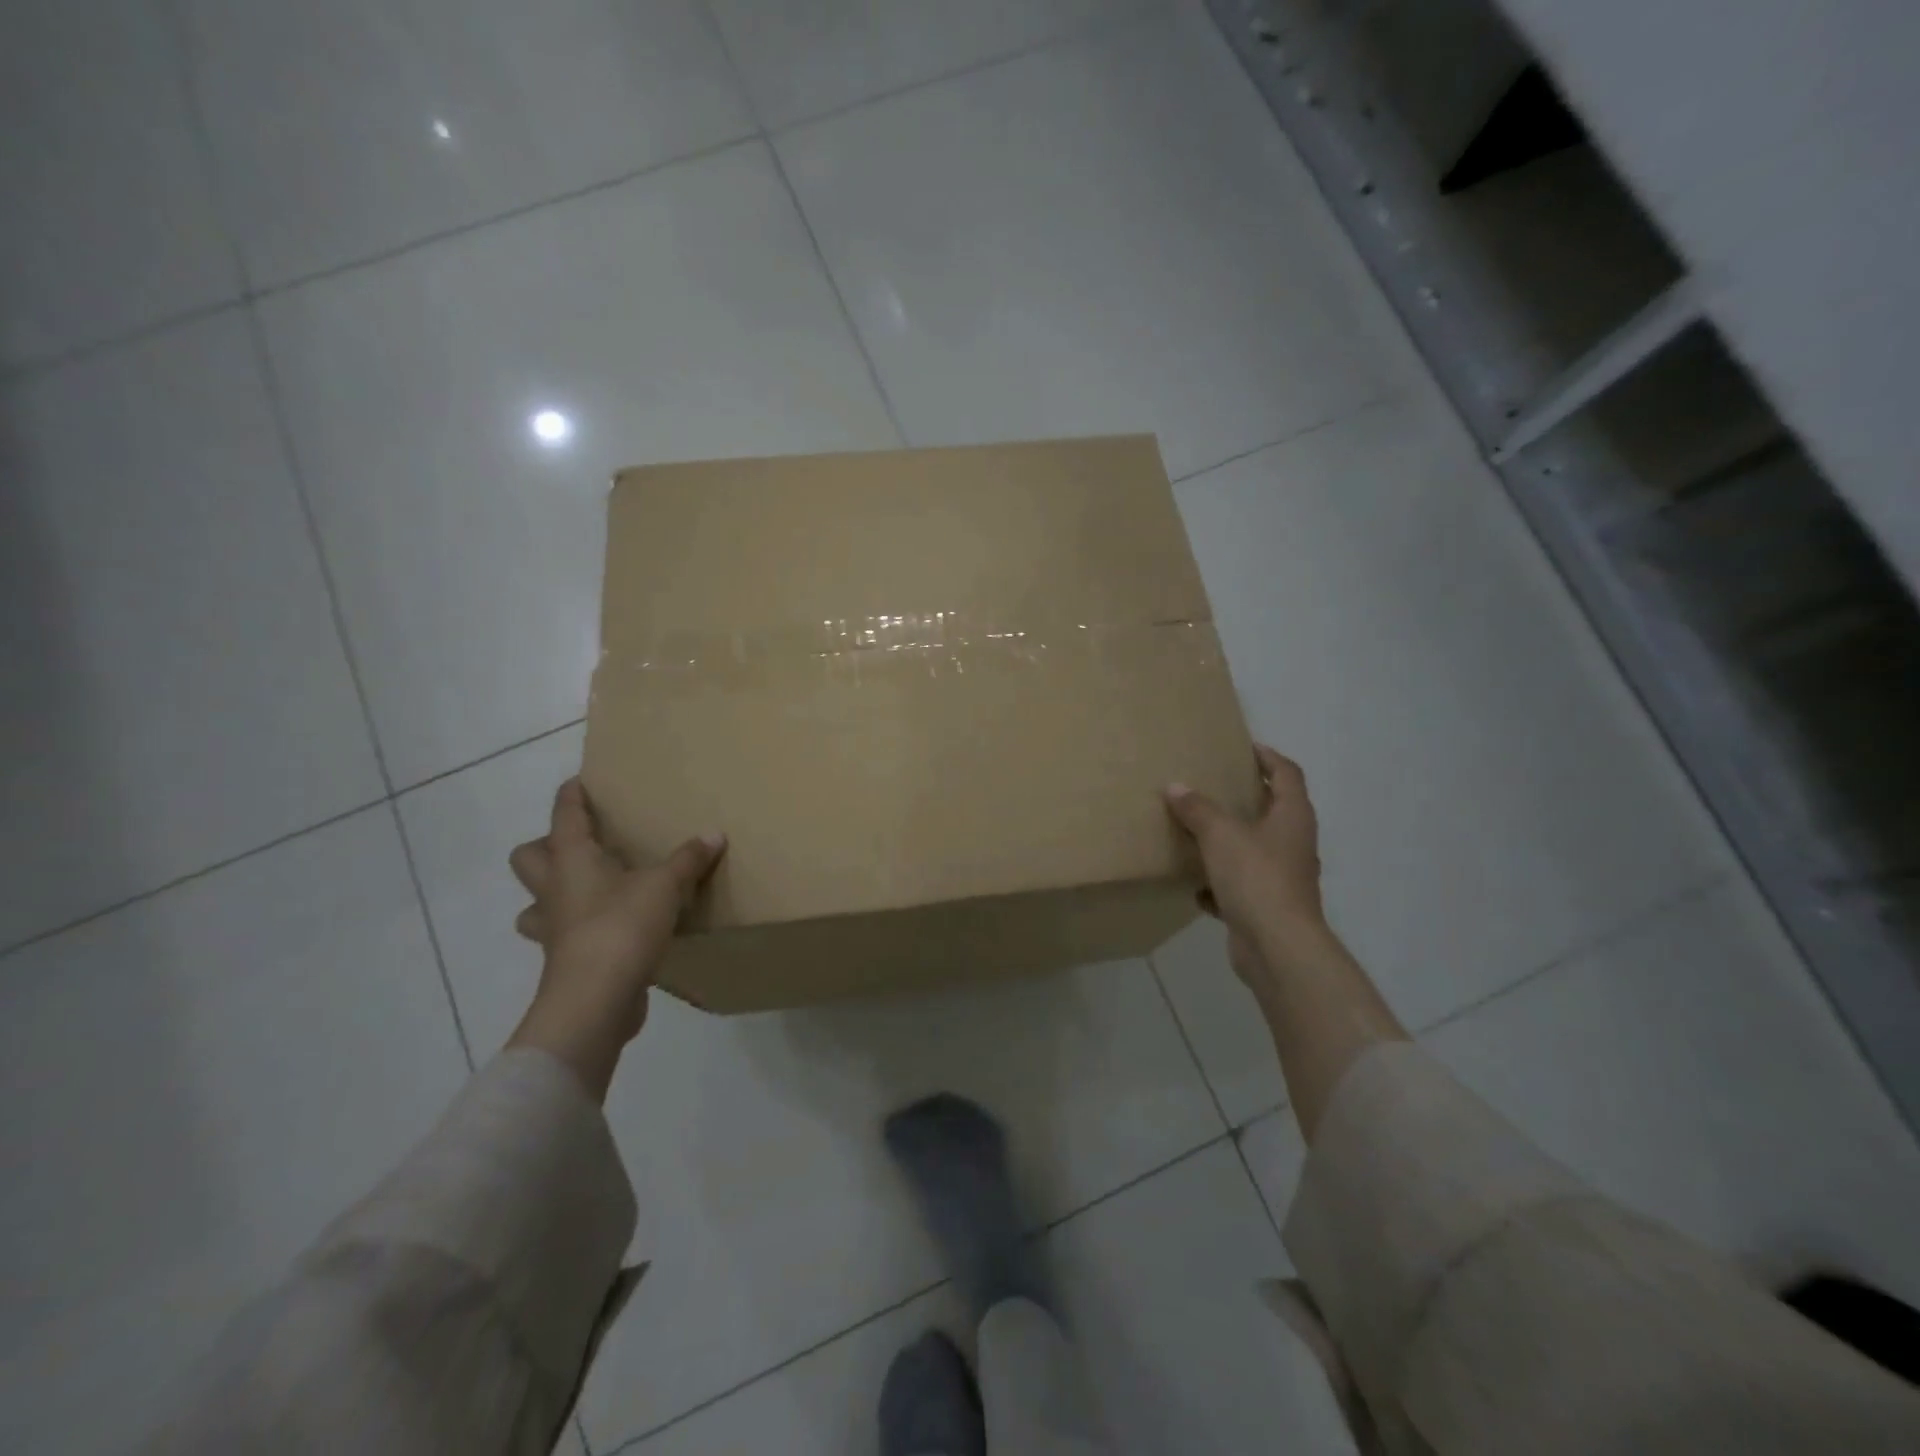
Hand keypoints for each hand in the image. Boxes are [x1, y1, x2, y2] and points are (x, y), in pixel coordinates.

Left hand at [505, 778, 723, 1094]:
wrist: (595, 1000)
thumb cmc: (622, 927)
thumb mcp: (665, 885)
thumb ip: (688, 859)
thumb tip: (714, 834)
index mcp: (571, 860)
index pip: (565, 815)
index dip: (571, 796)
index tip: (579, 782)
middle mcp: (554, 889)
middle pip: (527, 858)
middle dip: (545, 847)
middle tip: (584, 844)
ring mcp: (554, 928)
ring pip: (535, 903)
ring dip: (553, 894)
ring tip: (589, 890)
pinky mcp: (566, 960)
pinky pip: (562, 936)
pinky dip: (579, 929)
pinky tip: (610, 928)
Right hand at [1164, 745, 1327, 981]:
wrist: (1277, 946)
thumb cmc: (1256, 877)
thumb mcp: (1220, 835)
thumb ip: (1197, 809)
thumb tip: (1176, 787)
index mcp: (1292, 817)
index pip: (1287, 774)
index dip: (1268, 757)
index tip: (1245, 747)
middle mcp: (1294, 843)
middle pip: (1274, 811)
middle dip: (1246, 798)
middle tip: (1215, 785)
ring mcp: (1283, 878)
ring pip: (1255, 850)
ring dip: (1231, 842)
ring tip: (1198, 831)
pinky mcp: (1268, 907)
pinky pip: (1241, 887)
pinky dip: (1220, 884)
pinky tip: (1196, 886)